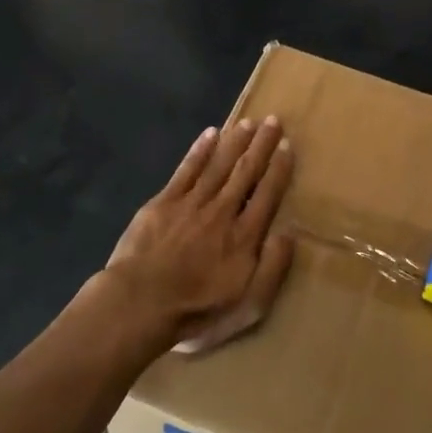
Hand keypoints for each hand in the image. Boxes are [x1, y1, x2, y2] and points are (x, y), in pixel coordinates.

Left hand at [105, 117, 295, 354]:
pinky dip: (200, 150)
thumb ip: (273, 268)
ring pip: (218, 165)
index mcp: (245, 236)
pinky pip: (186, 170)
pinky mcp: (163, 202)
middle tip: (273, 121)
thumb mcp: (249, 305)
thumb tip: (289, 234)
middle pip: (246, 172)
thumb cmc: (197, 311)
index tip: (287, 146)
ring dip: (235, 142)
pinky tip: (210, 134)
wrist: (141, 303)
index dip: (279, 169)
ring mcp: (191, 204)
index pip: (267, 194)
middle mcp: (222, 211)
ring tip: (248, 122)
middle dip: (261, 145)